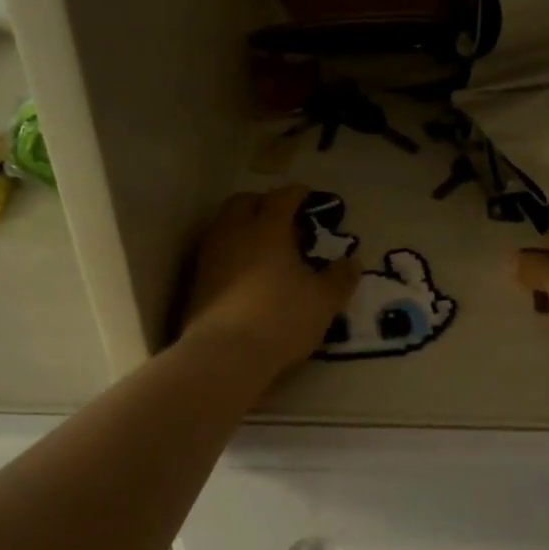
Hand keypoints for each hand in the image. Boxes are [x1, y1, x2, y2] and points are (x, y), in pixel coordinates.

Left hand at [179, 187, 360, 372]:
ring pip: (224, 226)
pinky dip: (231, 252)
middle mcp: (234, 233)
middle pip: (243, 202)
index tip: (307, 196)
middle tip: (282, 218)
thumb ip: (340, 278)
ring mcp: (210, 256)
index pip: (281, 197)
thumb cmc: (281, 319)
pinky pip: (215, 252)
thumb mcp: (323, 301)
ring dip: (243, 227)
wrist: (223, 356)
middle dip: (263, 203)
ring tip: (263, 247)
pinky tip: (244, 273)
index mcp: (267, 228)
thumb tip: (353, 262)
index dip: (296, 193)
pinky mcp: (196, 281)